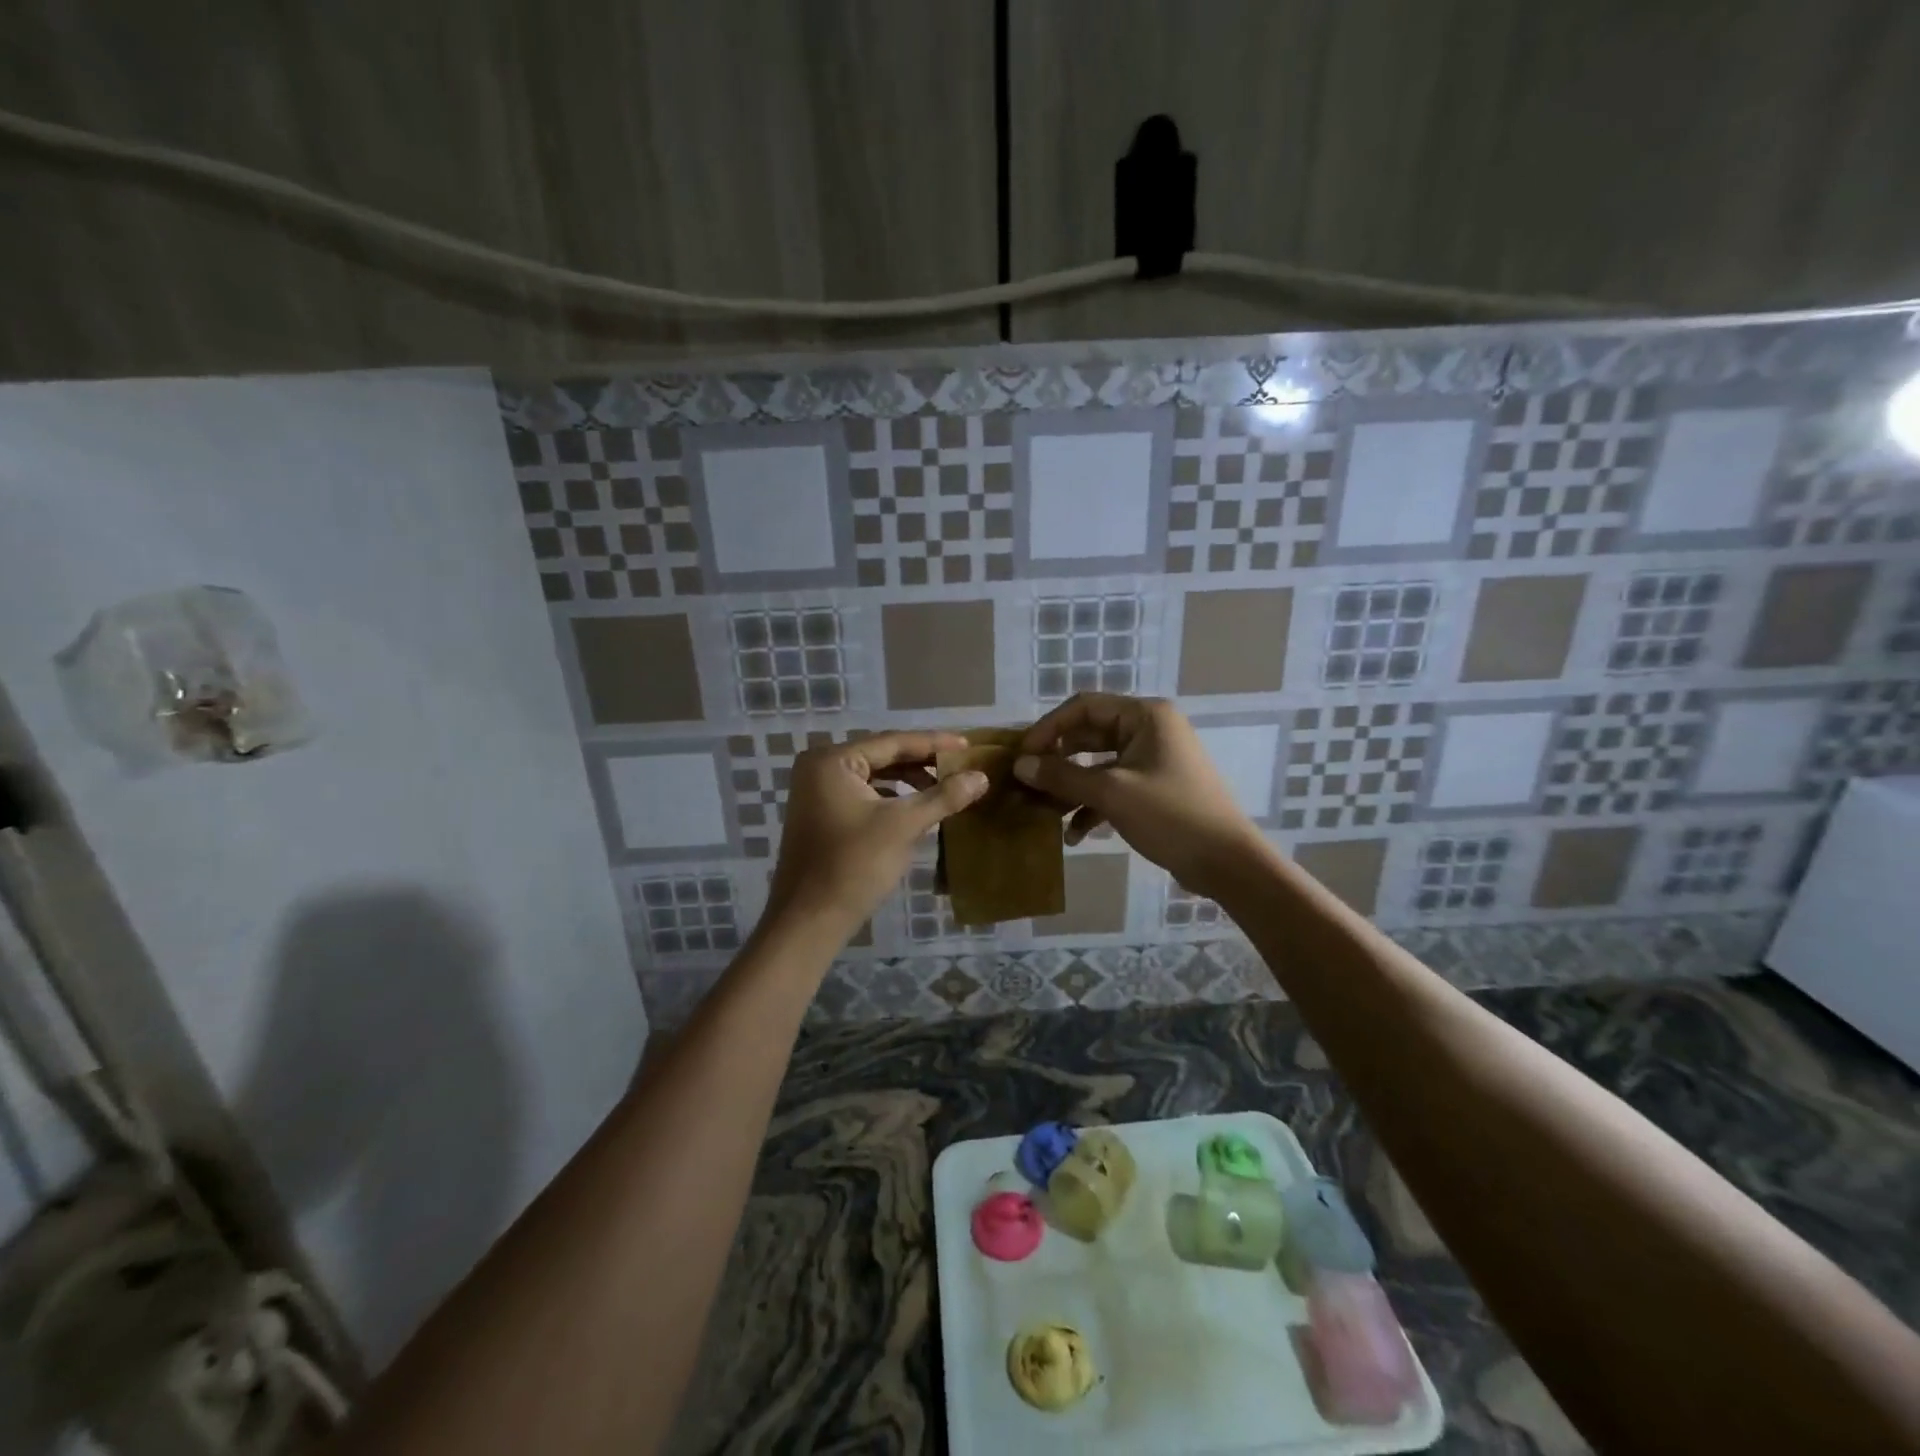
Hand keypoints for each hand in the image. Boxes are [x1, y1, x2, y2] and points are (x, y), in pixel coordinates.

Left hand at [763, 731, 986, 942]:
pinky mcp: (821, 814)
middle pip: (882, 756)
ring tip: (946, 786)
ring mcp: (816, 791)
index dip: (933, 743)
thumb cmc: (854, 865)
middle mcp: (819, 767)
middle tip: (962, 764)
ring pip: (874, 776)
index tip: (968, 744)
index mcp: (832, 760)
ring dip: (908, 780)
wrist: (809, 921)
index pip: (892, 742)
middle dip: (922, 762)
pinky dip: (891, 797)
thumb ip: (943, 797)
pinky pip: (863, 794)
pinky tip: (917, 806)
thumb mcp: (903, 826)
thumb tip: (981, 776)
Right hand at [1014, 694, 1268, 899]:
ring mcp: (1151, 760)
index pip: (1083, 707)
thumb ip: (1062, 776)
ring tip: (1043, 811)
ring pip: (1097, 764)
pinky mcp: (1152, 788)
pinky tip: (1074, 834)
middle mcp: (1148, 730)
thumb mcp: (1111, 793)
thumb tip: (1020, 765)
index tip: (1021, 755)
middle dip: (1056, 760)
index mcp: (1145, 716)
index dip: (1048, 728)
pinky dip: (1091, 805)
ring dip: (1070, 787)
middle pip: (1088, 735)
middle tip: (1026, 782)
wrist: (1227, 863)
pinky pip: (1112, 787)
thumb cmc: (1171, 816)